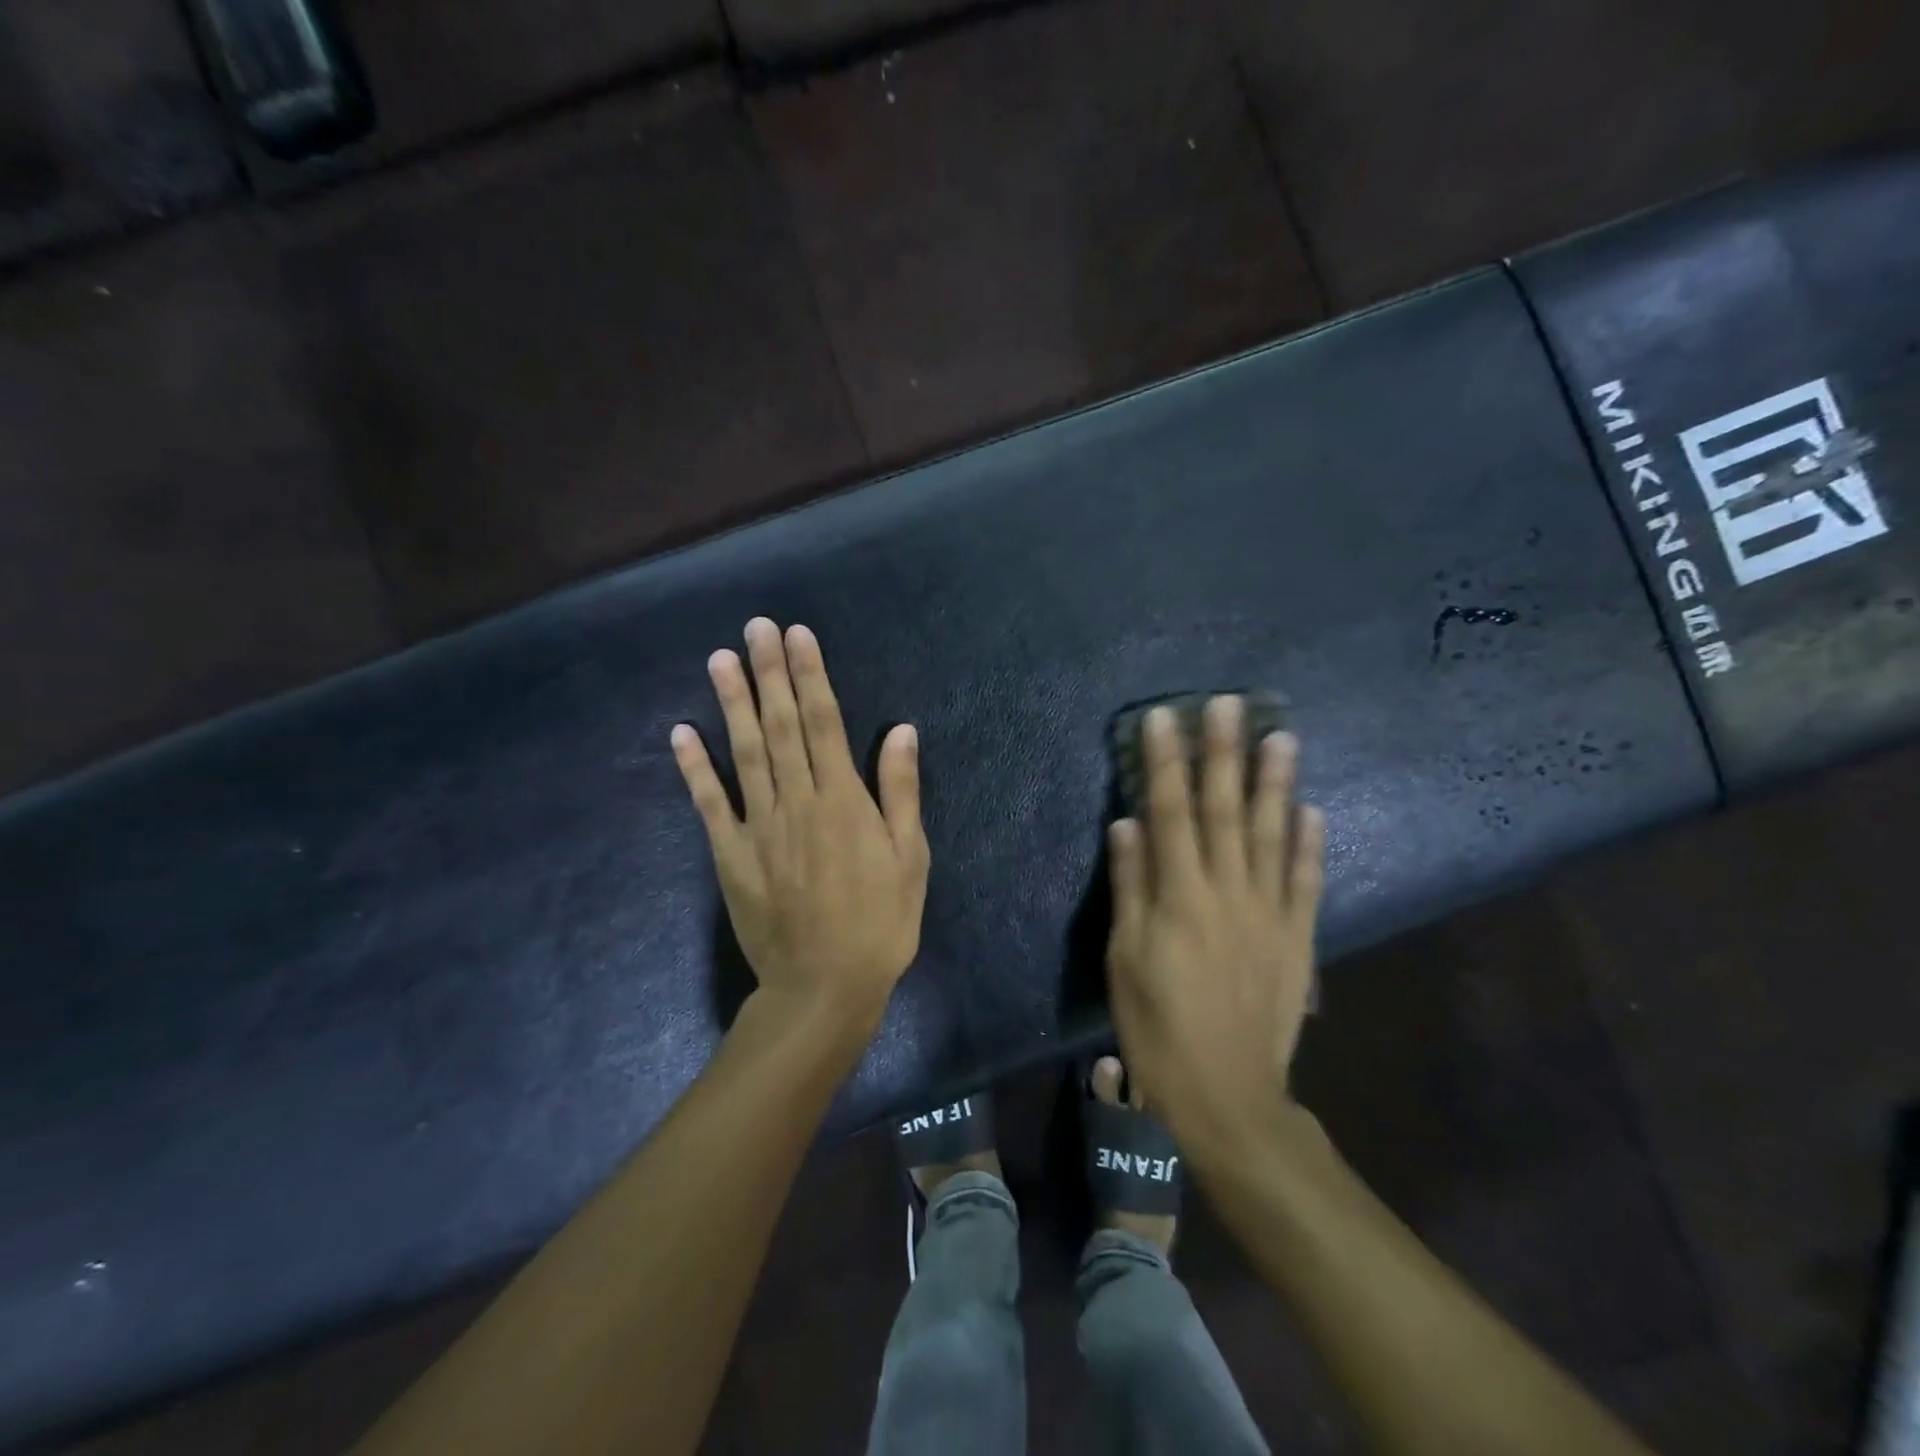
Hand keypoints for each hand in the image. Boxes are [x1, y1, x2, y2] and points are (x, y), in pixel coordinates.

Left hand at [672, 618, 929, 1032]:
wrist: (824, 988)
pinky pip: (709, 804)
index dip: (810, 675)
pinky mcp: (730, 855)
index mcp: (843, 800)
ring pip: (744, 753)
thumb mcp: (910, 858)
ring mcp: (758, 827)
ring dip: (732, 704)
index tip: (798, 635)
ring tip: (721, 660)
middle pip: (780, 726)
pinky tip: (681, 733)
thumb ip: (901, 792)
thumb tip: (901, 730)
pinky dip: (694, 767)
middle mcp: (797, 801)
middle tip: (755, 627)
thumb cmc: (880, 923)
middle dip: (769, 672)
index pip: (824, 722)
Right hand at [1105, 697, 1325, 1145]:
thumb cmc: (1157, 1025)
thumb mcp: (1124, 958)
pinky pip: (1307, 881)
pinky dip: (1312, 844)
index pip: (1169, 811)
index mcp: (1179, 895)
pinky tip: (1314, 810)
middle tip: (1230, 704)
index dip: (1165, 762)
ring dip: (1277, 783)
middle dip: (1224, 753)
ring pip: (1274, 835)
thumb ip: (1129, 886)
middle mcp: (1228, 891)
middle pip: (1225, 810)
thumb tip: (1126, 824)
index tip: (1164, 718)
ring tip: (1282, 736)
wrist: (1226, 1094)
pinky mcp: (1298, 937)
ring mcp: (1270, 912)